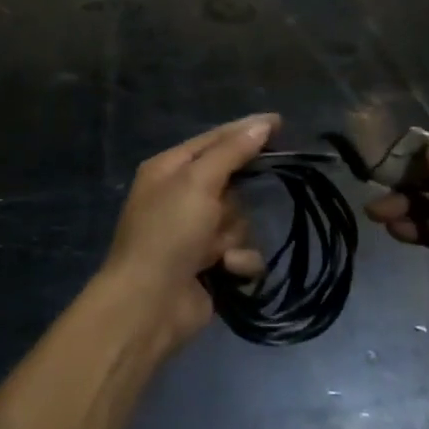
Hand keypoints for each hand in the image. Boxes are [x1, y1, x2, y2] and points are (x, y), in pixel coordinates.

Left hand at [103, 114, 274, 349]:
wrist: (148, 305)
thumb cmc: (168, 232)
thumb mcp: (198, 182)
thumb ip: (232, 151)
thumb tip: (263, 122)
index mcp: (170, 169)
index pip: (215, 139)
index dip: (246, 130)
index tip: (280, 123)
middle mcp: (182, 196)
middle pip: (232, 183)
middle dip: (233, 202)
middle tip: (220, 211)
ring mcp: (196, 233)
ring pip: (240, 219)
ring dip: (233, 235)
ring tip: (214, 251)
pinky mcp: (211, 264)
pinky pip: (243, 251)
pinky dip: (238, 261)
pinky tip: (225, 270)